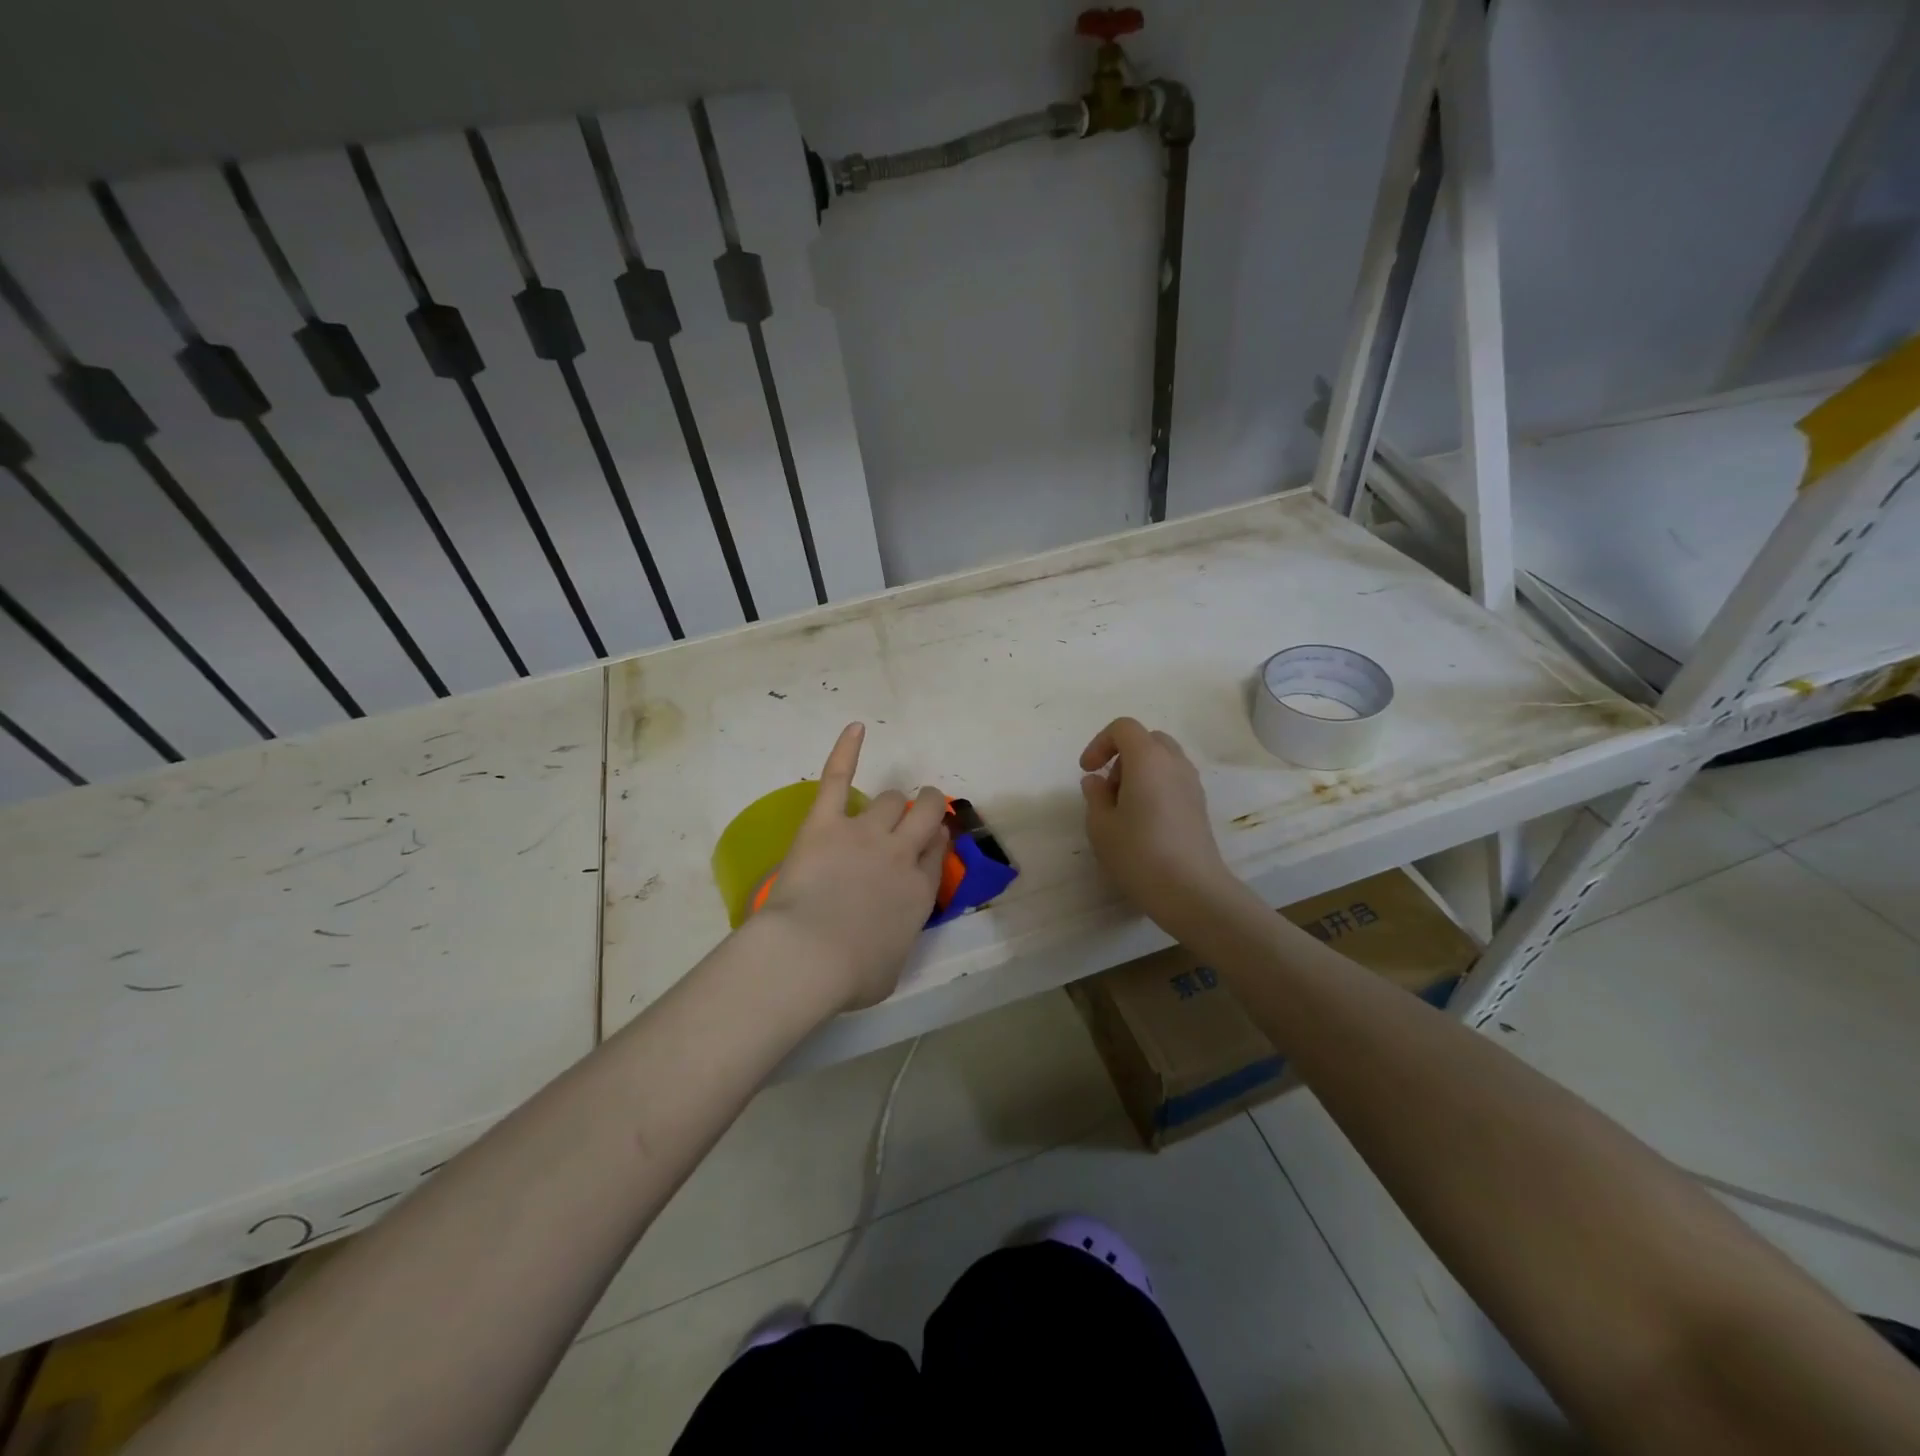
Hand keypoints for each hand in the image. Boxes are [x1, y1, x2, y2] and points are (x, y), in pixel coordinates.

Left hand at [759, 723, 948, 1012]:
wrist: (809, 956)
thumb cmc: (850, 976)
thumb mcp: (891, 969)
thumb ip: (897, 939)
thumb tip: (889, 932)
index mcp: (919, 891)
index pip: (937, 851)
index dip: (934, 841)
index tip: (928, 842)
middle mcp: (900, 854)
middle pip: (925, 812)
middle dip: (926, 807)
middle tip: (918, 812)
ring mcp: (864, 833)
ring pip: (890, 799)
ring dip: (889, 804)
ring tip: (881, 810)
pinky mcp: (826, 822)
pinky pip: (839, 777)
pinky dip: (847, 750)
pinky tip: (856, 728)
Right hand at [1079, 718, 1233, 932]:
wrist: (1191, 891)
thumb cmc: (1139, 853)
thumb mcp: (1101, 826)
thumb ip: (1094, 795)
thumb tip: (1096, 781)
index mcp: (1147, 759)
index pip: (1123, 728)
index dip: (1100, 743)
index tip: (1087, 771)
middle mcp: (1174, 763)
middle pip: (1147, 739)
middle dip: (1122, 755)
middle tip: (1108, 787)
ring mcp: (1192, 784)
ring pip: (1163, 759)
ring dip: (1140, 771)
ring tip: (1124, 807)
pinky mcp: (1200, 805)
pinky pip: (1174, 780)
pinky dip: (1156, 786)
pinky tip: (1144, 821)